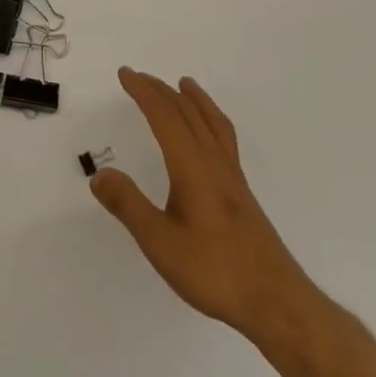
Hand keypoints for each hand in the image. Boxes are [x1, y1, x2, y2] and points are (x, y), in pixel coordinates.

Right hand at [91, 68, 314, 336]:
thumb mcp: (160, 243)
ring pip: (213, 124)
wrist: (276, 302)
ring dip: (194, 100)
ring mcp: (232, 179)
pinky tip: (209, 137)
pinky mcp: (242, 195)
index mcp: (193, 168)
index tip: (125, 74)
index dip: (144, 93)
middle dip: (163, 91)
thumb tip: (99, 174)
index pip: (165, 118)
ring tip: (185, 85)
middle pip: (189, 115)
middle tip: (140, 76)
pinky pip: (224, 140)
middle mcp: (215, 164)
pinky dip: (211, 121)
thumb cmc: (215, 271)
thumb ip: (129, 206)